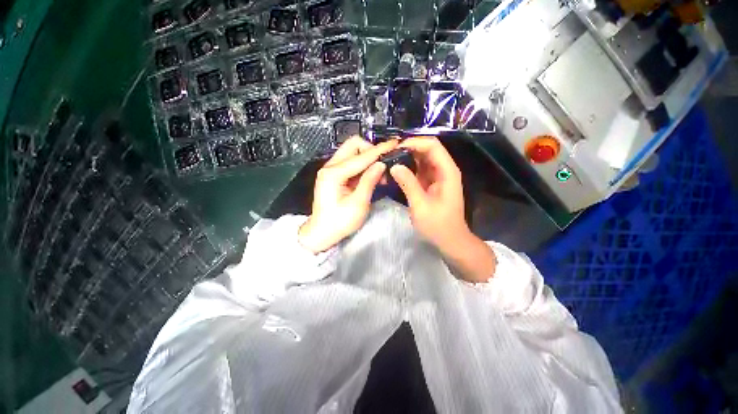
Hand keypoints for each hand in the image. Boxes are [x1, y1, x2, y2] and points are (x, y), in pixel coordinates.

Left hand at [298, 138, 397, 252]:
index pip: (361, 157)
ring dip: (368, 158)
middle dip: (371, 150)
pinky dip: (363, 166)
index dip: (379, 150)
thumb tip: (381, 164)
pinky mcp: (334, 174)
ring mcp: (331, 169)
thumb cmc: (339, 222)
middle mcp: (330, 166)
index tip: (395, 143)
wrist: (321, 232)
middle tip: (384, 164)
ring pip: (352, 152)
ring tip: (381, 174)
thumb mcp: (358, 204)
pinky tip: (372, 176)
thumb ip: (369, 181)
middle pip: (353, 145)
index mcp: (334, 174)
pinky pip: (351, 162)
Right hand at [389, 136, 468, 249]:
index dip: (414, 142)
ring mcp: (437, 176)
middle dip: (408, 148)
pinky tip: (396, 171)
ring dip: (407, 158)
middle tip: (388, 154)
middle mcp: (444, 170)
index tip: (395, 148)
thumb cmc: (438, 225)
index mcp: (447, 172)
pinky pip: (419, 170)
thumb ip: (408, 184)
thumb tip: (394, 166)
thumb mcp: (421, 205)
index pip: (432, 146)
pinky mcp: (431, 183)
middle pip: (427, 149)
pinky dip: (408, 168)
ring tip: (389, 160)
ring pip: (422, 159)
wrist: (450, 240)